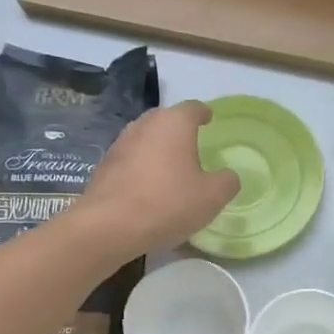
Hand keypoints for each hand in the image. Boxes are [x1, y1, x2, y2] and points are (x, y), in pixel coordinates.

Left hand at [78, 100, 239, 257]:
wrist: (109, 226)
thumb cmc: (168, 203)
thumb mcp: (212, 197)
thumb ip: (227, 181)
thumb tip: (228, 176)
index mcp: (174, 123)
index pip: (193, 108)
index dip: (204, 114)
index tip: (210, 120)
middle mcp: (145, 125)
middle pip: (166, 119)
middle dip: (179, 128)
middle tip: (192, 145)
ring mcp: (120, 143)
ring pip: (146, 137)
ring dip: (158, 147)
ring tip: (170, 167)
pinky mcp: (104, 165)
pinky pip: (130, 158)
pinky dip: (141, 165)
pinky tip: (148, 186)